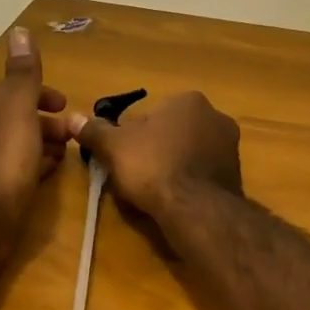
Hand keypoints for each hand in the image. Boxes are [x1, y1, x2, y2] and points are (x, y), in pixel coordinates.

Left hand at [0, 27, 69, 274]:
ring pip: (21, 148)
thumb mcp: (17, 109)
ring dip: (45, 145)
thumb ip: (22, 75)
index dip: (41, 94)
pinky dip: (38, 168)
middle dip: (47, 122)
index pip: (15, 94)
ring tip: (69, 154)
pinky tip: (49, 177)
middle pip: (19, 122)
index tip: (65, 103)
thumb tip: (19, 30)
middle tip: (75, 133)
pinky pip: (21, 174)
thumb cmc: (3, 160)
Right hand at [68, 91, 241, 220]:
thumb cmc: (153, 166)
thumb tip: (73, 118)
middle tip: (135, 175)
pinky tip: (174, 200)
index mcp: (189, 100)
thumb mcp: (114, 147)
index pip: (151, 115)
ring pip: (188, 154)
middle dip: (154, 150)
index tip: (122, 158)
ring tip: (153, 191)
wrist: (195, 208)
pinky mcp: (236, 176)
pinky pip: (201, 175)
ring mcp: (230, 147)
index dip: (131, 137)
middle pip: (171, 133)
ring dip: (171, 167)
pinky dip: (187, 184)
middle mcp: (216, 117)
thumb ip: (95, 131)